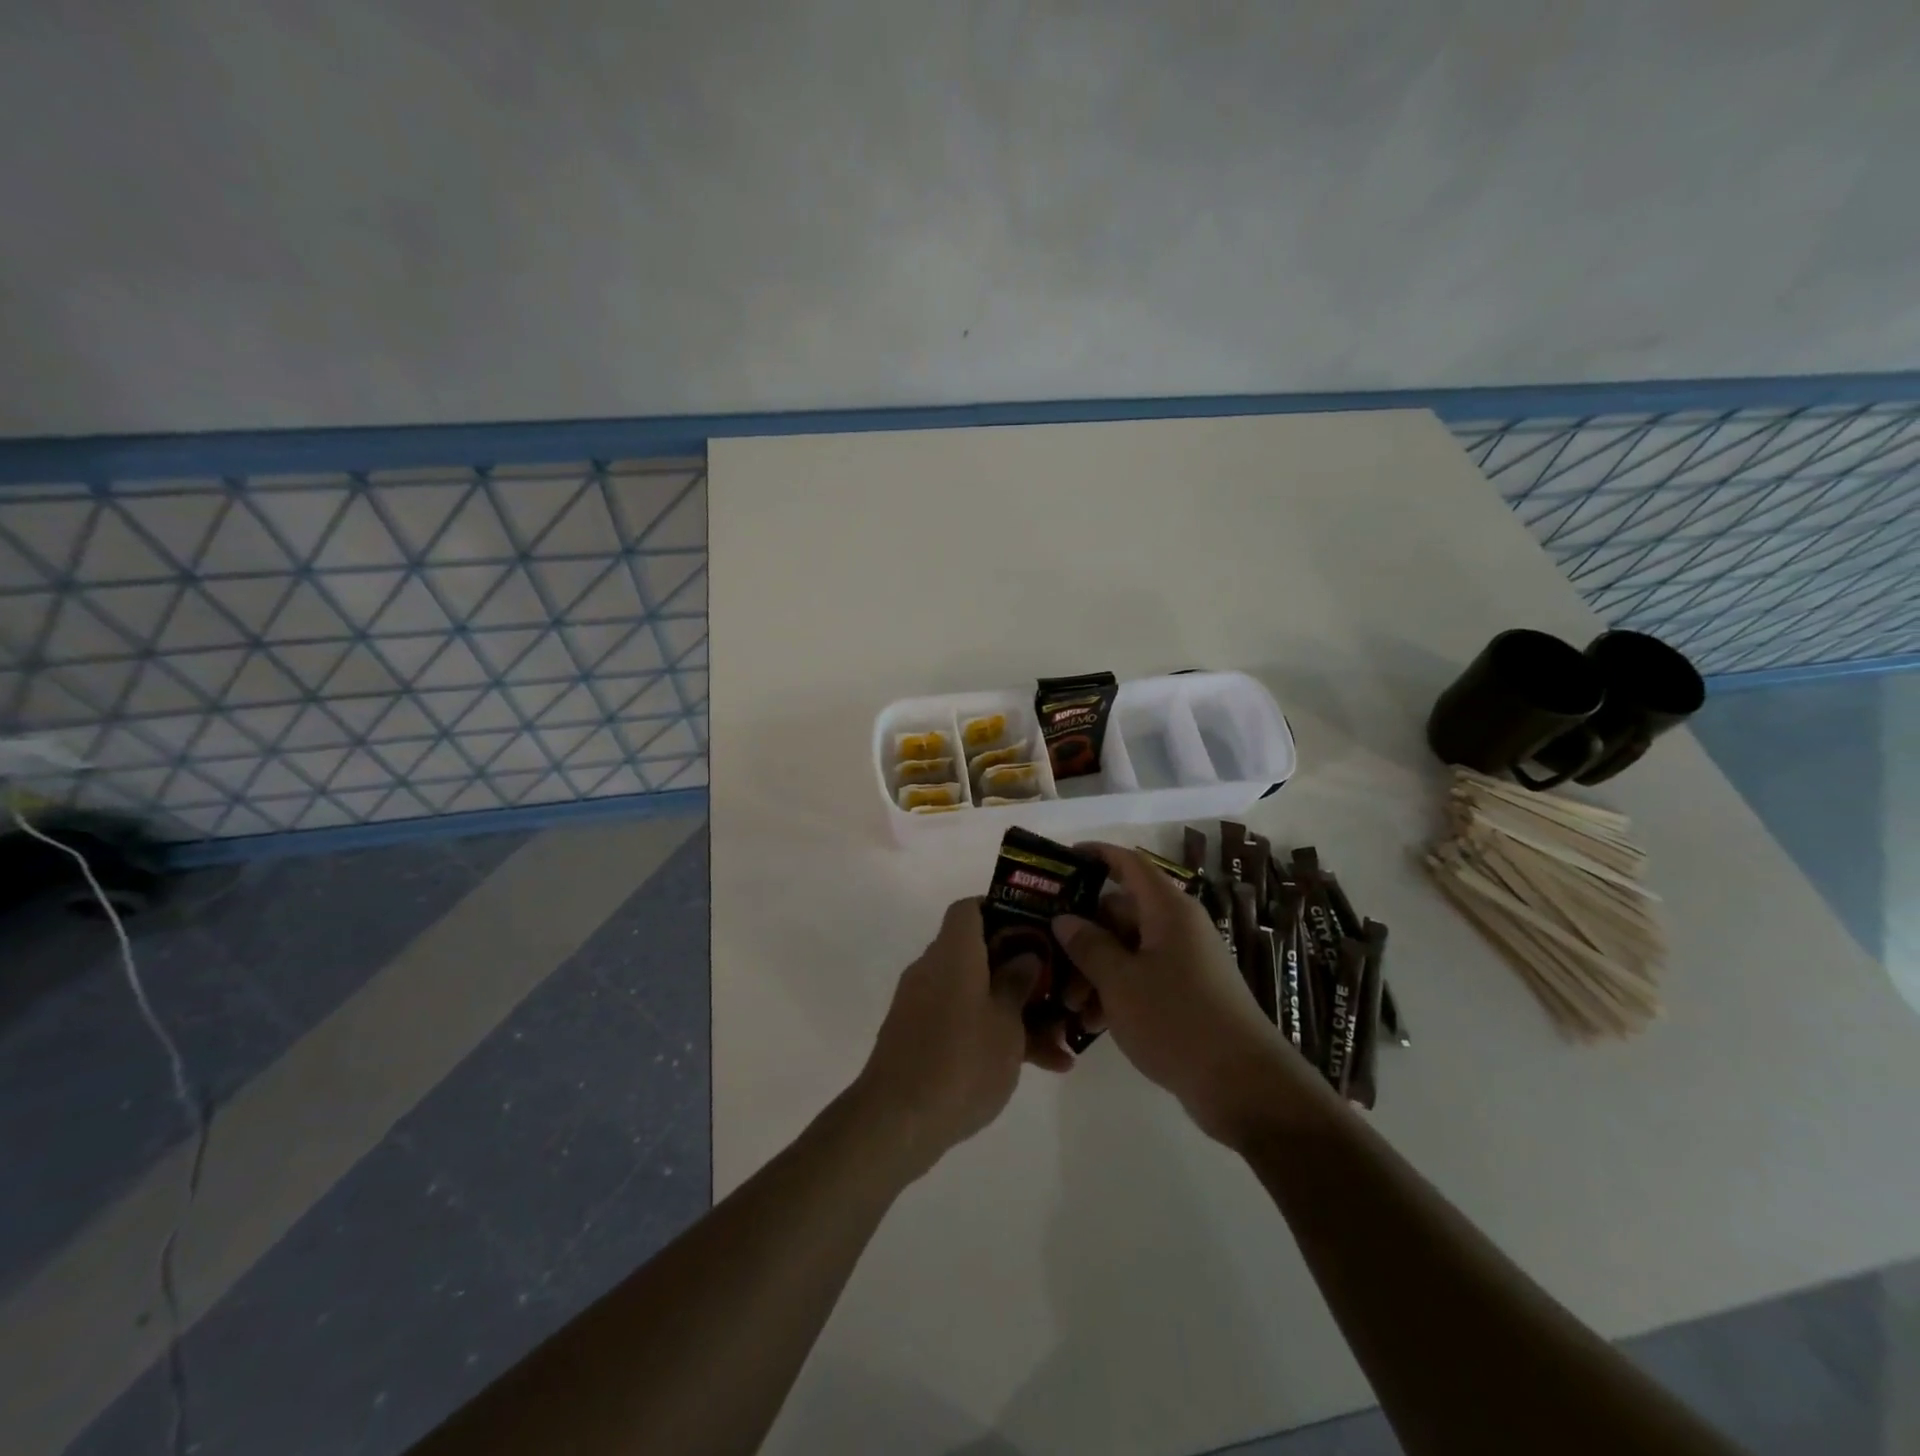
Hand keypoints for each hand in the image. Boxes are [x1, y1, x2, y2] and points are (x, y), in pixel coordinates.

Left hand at [852, 897, 1070, 1178]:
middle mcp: (933, 969)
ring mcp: (923, 1005)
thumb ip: (1018, 983)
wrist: (897, 1121)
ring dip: (1016, 1012)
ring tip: (1060, 1044)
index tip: (1036, 929)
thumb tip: (1025, 955)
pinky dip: (994, 1035)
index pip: (970, 909)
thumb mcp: (1006, 1023)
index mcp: (953, 953)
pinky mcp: (920, 1038)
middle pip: (979, 953)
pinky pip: (964, 1022)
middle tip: (1058, 990)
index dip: (1003, 910)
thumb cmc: (961, 1061)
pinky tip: (1038, 1067)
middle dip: (1021, 971)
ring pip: (977, 993)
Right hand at [1054, 845, 1319, 1142]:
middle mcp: (1178, 927)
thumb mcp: (1120, 982)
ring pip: (1127, 950)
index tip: (1061, 861)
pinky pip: (1142, 978)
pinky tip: (1093, 1024)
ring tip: (1071, 1008)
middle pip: (1120, 913)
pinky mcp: (1187, 994)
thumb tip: (1064, 918)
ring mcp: (1184, 961)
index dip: (1095, 855)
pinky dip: (1116, 992)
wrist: (1244, 1085)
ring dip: (1095, 971)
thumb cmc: (1177, 1020)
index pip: (1128, 864)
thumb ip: (1088, 946)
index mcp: (1167, 910)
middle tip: (1051, 965)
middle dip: (1083, 937)